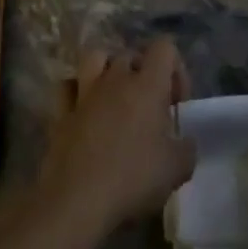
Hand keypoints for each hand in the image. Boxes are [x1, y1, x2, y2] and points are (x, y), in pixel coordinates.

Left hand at [34, 37, 196, 241]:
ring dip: (108, 70)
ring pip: (96, 58)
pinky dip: (77, 91)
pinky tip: (84, 110)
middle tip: (150, 109)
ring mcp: (85, 92)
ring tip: (115, 97)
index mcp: (147, 85)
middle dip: (144, 74)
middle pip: (131, 55)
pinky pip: (68, 86)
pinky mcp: (61, 112)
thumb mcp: (177, 170)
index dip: (175, 69)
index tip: (176, 103)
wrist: (78, 200)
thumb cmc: (133, 179)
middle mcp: (115, 78)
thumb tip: (184, 143)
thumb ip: (186, 149)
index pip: (164, 48)